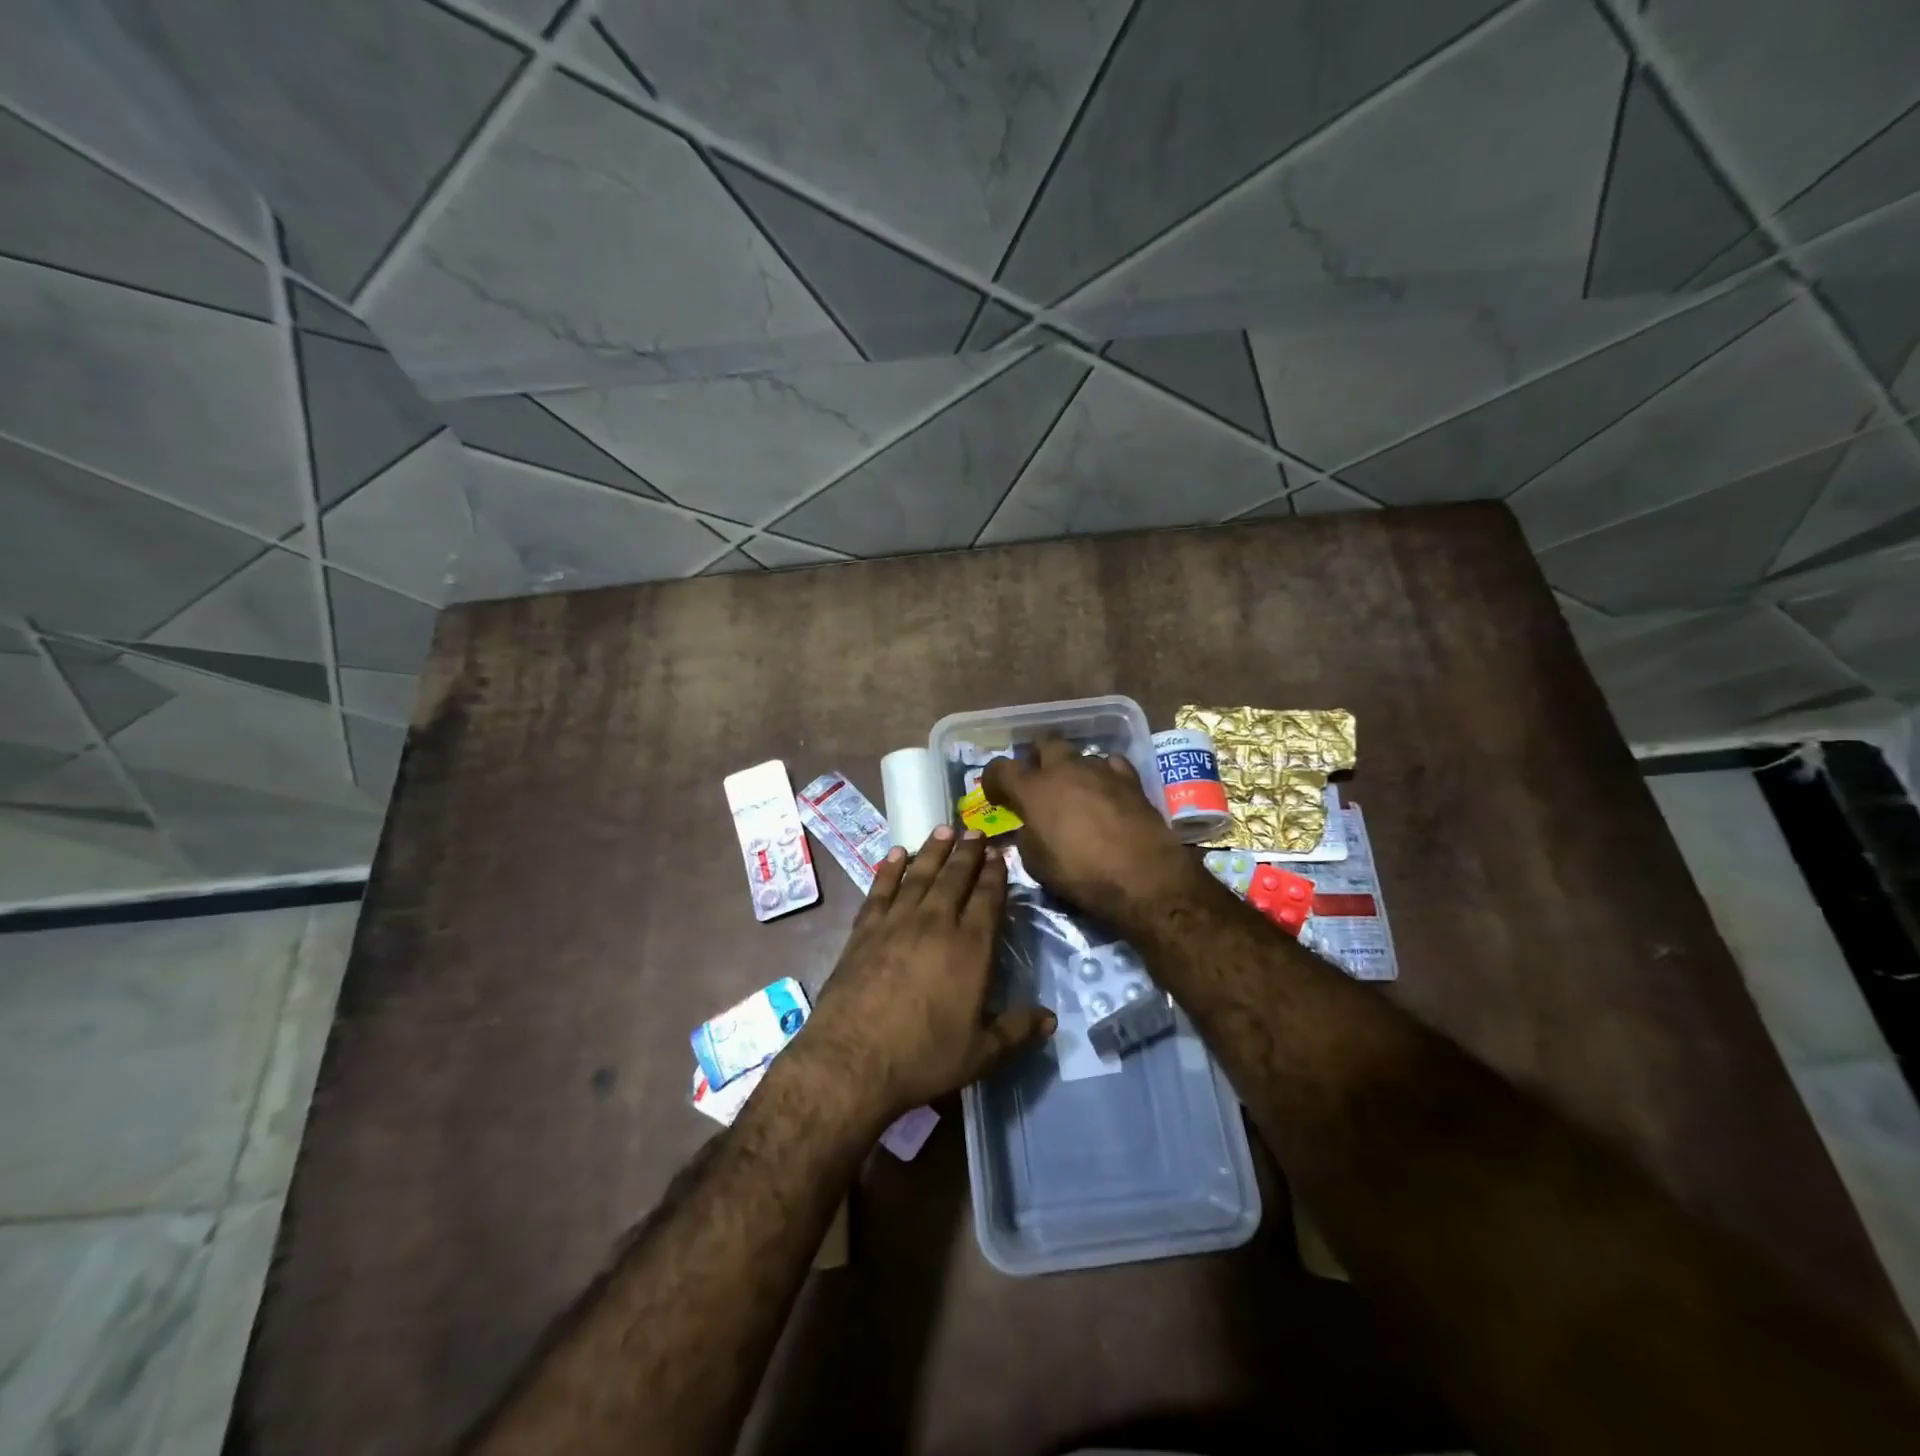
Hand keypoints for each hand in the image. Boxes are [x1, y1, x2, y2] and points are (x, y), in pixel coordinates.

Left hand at [797, 827, 1054, 1122]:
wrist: (852, 1061)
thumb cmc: (923, 1058)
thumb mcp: (981, 1055)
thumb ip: (1017, 1032)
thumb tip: (1051, 1019)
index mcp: (970, 948)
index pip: (987, 899)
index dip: (995, 874)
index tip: (999, 854)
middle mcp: (936, 924)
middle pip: (955, 878)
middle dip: (967, 853)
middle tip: (975, 831)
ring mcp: (896, 923)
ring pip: (920, 875)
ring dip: (933, 851)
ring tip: (943, 829)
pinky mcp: (865, 931)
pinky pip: (881, 890)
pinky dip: (889, 870)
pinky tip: (895, 855)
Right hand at [982, 736, 1202, 930]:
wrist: (1143, 877)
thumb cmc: (1080, 874)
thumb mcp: (1036, 863)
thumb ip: (1027, 835)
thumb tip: (1029, 826)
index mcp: (1033, 789)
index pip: (1001, 768)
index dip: (993, 779)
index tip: (996, 795)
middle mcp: (1064, 769)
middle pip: (1044, 744)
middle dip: (1037, 758)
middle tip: (1037, 781)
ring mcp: (1100, 770)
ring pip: (1079, 756)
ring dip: (1072, 770)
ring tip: (1075, 794)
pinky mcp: (1130, 779)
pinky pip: (1110, 765)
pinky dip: (1103, 775)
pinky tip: (1106, 793)